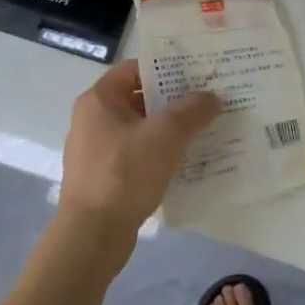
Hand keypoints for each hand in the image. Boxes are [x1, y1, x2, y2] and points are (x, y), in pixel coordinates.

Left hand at [55, 59, 219, 248]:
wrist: (92, 235)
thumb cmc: (125, 173)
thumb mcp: (166, 135)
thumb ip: (192, 110)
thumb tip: (211, 97)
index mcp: (99, 100)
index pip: (134, 69)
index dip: (165, 68)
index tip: (196, 73)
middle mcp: (92, 119)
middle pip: (138, 99)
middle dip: (172, 100)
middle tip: (207, 101)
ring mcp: (95, 150)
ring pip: (139, 129)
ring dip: (168, 129)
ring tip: (203, 130)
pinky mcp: (103, 177)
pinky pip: (136, 154)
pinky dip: (158, 153)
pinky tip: (185, 161)